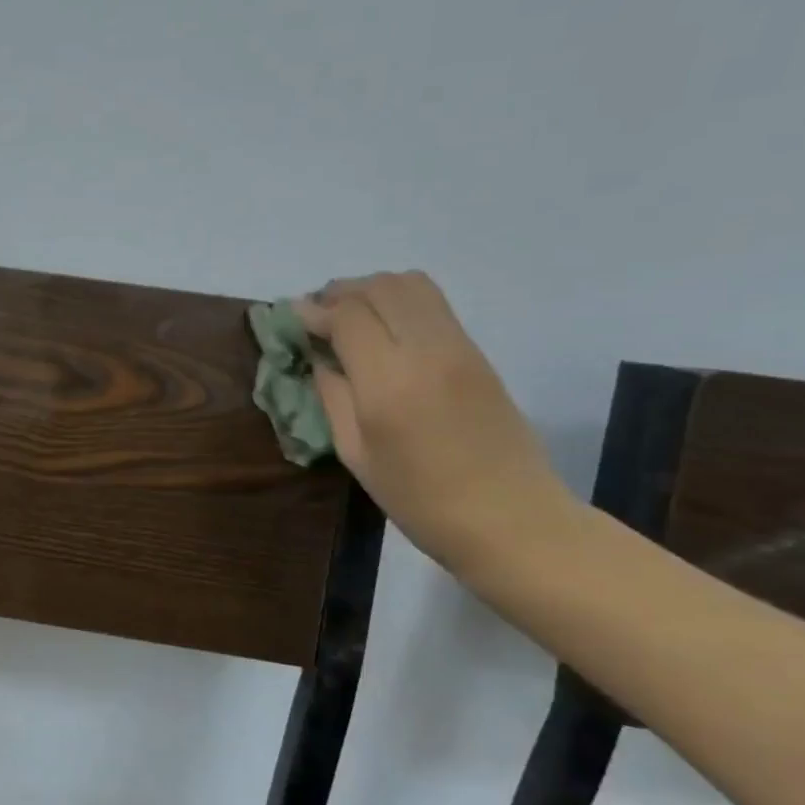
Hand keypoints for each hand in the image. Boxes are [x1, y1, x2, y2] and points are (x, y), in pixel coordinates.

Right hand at [296, 272, 578, 577]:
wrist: (511, 519)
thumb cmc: (420, 500)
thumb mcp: (356, 455)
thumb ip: (333, 397)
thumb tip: (320, 359)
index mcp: (389, 383)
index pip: (347, 316)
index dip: (315, 310)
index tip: (294, 317)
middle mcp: (427, 351)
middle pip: (380, 287)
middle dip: (342, 292)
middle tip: (318, 313)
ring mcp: (459, 347)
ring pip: (411, 284)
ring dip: (373, 289)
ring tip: (351, 314)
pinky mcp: (478, 352)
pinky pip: (433, 304)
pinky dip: (400, 301)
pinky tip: (384, 328)